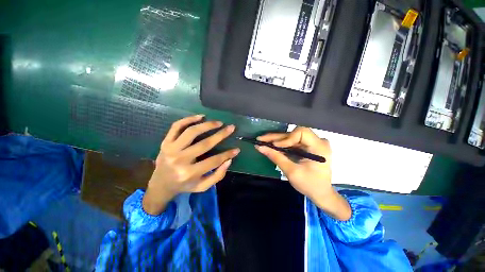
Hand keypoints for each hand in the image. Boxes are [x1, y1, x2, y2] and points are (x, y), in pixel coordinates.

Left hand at [143, 115, 239, 214]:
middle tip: (231, 127)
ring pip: (191, 132)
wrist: (160, 184)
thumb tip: (229, 160)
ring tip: (218, 122)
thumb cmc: (184, 185)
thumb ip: (217, 176)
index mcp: (190, 173)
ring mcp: (171, 149)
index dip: (227, 154)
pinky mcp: (165, 142)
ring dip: (207, 125)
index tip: (237, 149)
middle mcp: (180, 160)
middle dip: (221, 135)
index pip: (214, 161)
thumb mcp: (202, 186)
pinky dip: (188, 119)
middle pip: (204, 144)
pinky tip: (200, 117)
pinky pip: (176, 126)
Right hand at [256, 127, 350, 220]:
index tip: (275, 146)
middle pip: (294, 133)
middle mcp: (318, 141)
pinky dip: (282, 144)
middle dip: (276, 137)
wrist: (321, 193)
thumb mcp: (291, 171)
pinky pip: (293, 142)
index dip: (286, 138)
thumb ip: (276, 157)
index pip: (301, 133)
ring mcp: (314, 143)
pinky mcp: (309, 146)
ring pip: (292, 137)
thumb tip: (260, 147)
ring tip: (263, 141)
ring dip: (277, 140)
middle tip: (261, 139)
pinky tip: (272, 145)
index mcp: (319, 147)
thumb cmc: (309, 185)